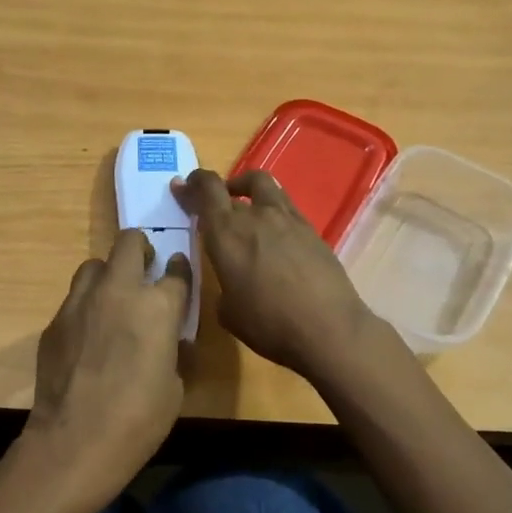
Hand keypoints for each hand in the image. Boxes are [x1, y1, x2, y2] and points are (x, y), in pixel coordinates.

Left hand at [19, 229, 190, 507]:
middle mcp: (119, 291)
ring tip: (112, 299)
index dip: (180, 268)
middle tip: (145, 269)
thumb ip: (173, 350)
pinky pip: (74, 299)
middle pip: (130, 242)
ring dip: (108, 274)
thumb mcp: (175, 386)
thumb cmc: (139, 419)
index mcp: (158, 306)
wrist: (75, 441)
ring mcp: (81, 302)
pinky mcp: (55, 320)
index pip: (176, 270)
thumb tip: (170, 340)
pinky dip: (85, 307)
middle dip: (140, 249)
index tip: (178, 271)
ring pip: (94, 264)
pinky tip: (88, 334)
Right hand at [174, 168, 376, 377]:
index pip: (206, 190)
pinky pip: (285, 206)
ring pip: (263, 185)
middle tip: (210, 201)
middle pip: (232, 186)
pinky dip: (271, 210)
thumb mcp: (228, 312)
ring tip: (244, 206)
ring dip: (247, 189)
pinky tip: (273, 233)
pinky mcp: (311, 229)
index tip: (183, 186)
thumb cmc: (269, 324)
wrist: (328, 328)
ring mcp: (287, 219)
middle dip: (216, 189)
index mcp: (226, 233)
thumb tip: (230, 280)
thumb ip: (223, 285)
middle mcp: (255, 216)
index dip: (192, 184)